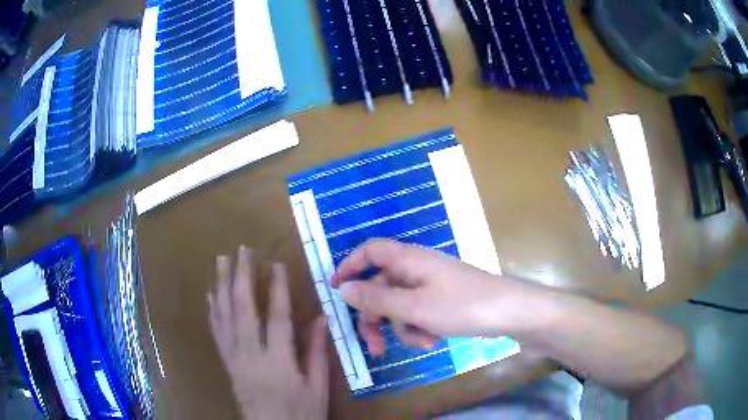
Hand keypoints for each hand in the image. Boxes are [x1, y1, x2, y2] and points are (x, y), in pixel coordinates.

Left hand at [208, 246, 328, 419]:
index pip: (276, 318)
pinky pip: (216, 332)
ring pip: (224, 316)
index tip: (276, 263)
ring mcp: (234, 358)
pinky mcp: (227, 363)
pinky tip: (211, 294)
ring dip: (221, 286)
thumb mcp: (317, 387)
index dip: (276, 288)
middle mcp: (251, 355)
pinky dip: (213, 310)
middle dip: (241, 276)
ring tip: (221, 261)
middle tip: (241, 251)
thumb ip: (316, 352)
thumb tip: (321, 318)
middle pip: (242, 309)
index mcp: (278, 362)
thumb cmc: (301, 412)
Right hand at [330, 239, 532, 354]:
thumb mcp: (414, 307)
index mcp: (408, 260)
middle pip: (382, 288)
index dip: (350, 266)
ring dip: (404, 328)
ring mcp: (431, 285)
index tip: (335, 289)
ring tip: (423, 342)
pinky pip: (419, 313)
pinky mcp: (443, 301)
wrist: (509, 313)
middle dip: (376, 318)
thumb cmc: (462, 306)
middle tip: (373, 346)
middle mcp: (417, 268)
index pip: (370, 251)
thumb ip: (376, 299)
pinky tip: (434, 340)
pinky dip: (420, 328)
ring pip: (400, 306)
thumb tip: (343, 289)